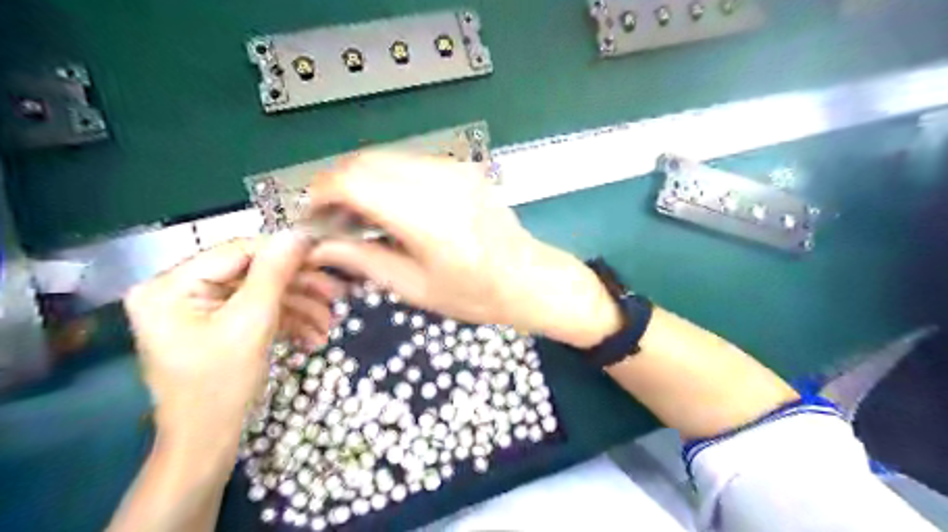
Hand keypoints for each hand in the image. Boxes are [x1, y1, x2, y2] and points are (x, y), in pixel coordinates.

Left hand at [123, 234, 340, 458]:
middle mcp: (179, 291)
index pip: (237, 252)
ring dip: (300, 308)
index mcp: (169, 286)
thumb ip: (274, 274)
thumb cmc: (220, 386)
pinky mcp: (218, 325)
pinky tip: (314, 337)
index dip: (284, 252)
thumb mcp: (251, 324)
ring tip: (330, 325)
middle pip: (253, 274)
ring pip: (261, 294)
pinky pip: (257, 312)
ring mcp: (199, 310)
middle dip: (298, 288)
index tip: (325, 255)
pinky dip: (287, 322)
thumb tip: (298, 234)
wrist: (208, 443)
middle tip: (337, 294)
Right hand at [308, 151, 628, 348]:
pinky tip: (388, 206)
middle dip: (337, 184)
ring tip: (357, 216)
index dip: (322, 193)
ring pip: (386, 158)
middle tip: (330, 218)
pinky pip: (410, 162)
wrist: (529, 278)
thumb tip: (319, 247)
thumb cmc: (477, 295)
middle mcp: (441, 182)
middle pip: (366, 161)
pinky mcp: (463, 168)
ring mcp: (455, 170)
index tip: (312, 215)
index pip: (355, 182)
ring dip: (361, 180)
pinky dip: (387, 178)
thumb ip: (363, 261)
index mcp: (428, 218)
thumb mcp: (416, 288)